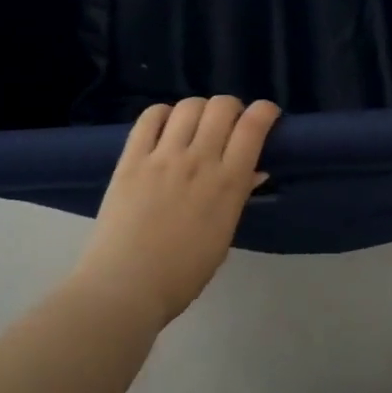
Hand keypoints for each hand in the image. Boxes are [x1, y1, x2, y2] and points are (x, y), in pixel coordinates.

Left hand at [73, 96, 280, 328]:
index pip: (253, 127)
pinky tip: (165, 125)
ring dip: (199, 109)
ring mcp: (163, 157)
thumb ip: (237, 198)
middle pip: (222, 107)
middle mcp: (199, 161)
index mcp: (228, 184)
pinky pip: (149, 117)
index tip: (266, 114)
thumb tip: (253, 171)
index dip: (265, 111)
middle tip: (228, 123)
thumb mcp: (222, 238)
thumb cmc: (181, 274)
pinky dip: (162, 113)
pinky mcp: (131, 158)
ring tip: (195, 125)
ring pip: (188, 106)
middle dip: (231, 108)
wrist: (125, 286)